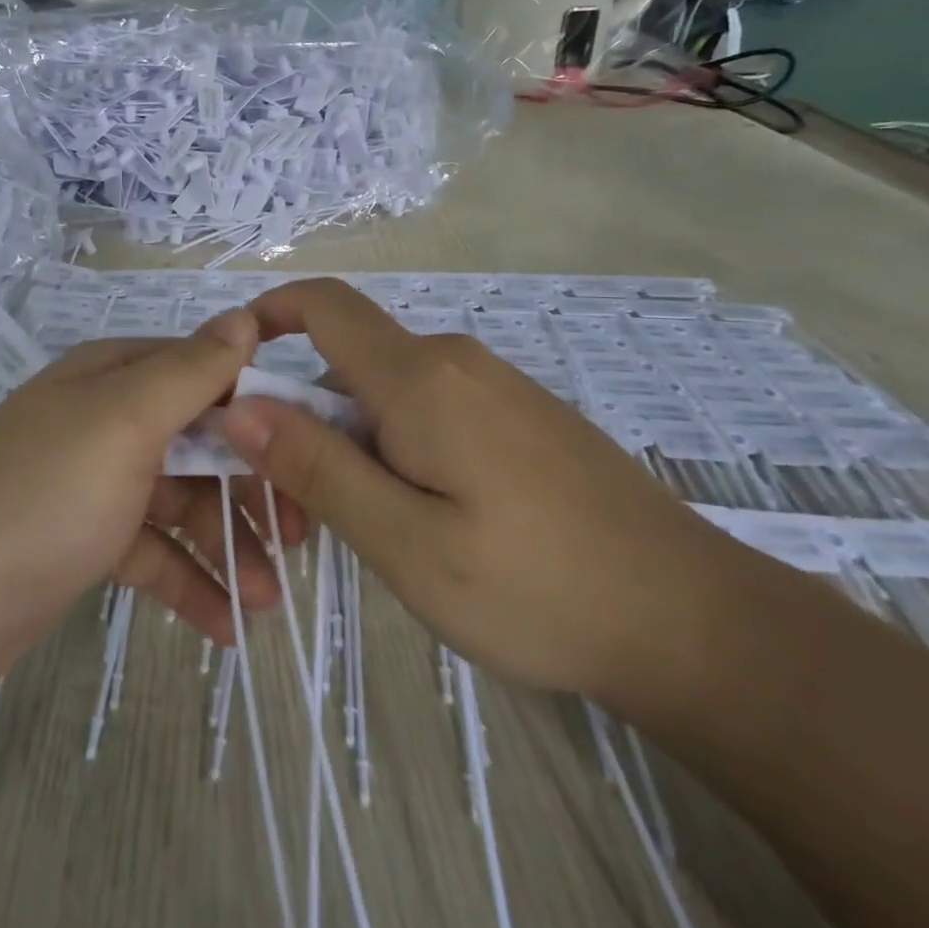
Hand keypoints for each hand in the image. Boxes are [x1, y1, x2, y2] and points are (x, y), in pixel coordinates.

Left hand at [0, 311, 304, 693]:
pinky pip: (153, 552)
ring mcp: (96, 481)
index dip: (260, 410)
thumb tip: (245, 318)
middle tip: (301, 538)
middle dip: (250, 489)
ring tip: (269, 601)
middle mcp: (106, 418)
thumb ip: (190, 371)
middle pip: (199, 442)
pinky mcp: (87, 540)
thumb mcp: (124, 422)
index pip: (205, 374)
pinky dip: (189, 582)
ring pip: (181, 501)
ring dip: (226, 546)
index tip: (311, 452)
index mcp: (114, 376)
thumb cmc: (43, 496)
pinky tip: (226, 626)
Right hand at [220, 278, 728, 699]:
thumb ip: (318, 467)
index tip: (231, 369)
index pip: (324, 305)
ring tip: (373, 527)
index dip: (268, 315)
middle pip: (348, 360)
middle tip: (302, 507)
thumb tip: (240, 406)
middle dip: (307, 416)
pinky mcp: (520, 414)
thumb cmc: (537, 587)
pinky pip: (431, 408)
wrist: (696, 622)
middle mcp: (454, 361)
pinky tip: (432, 519)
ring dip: (355, 440)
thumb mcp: (406, 542)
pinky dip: (399, 445)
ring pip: (389, 390)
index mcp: (420, 378)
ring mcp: (494, 385)